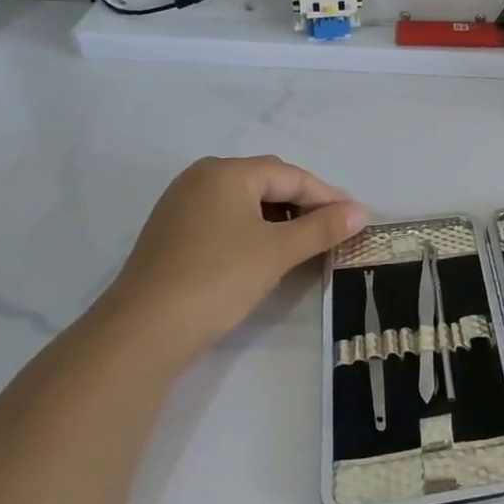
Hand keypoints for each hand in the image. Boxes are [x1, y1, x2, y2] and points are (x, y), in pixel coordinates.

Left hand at [91, 156, 365, 364]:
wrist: (143, 331)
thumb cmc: (218, 278)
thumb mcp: (278, 251)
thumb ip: (322, 228)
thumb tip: (360, 212)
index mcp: (226, 172)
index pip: (291, 176)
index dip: (327, 197)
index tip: (355, 219)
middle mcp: (201, 178)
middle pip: (267, 183)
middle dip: (304, 205)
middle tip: (334, 231)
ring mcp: (181, 206)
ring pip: (246, 203)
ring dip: (280, 220)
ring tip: (305, 245)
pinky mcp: (172, 234)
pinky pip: (225, 220)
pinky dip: (253, 231)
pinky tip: (266, 255)